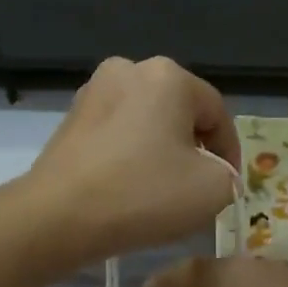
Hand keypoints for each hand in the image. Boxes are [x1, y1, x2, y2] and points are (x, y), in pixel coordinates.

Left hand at [26, 57, 242, 268]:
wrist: (57, 216)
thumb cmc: (143, 194)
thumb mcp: (214, 189)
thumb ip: (229, 175)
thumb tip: (213, 172)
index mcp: (168, 75)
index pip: (216, 113)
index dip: (230, 153)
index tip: (228, 187)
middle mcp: (128, 70)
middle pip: (179, 113)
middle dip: (193, 149)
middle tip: (197, 189)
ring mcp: (93, 92)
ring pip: (145, 123)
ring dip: (160, 152)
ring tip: (161, 192)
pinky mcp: (69, 119)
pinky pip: (116, 134)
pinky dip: (129, 156)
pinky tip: (127, 188)